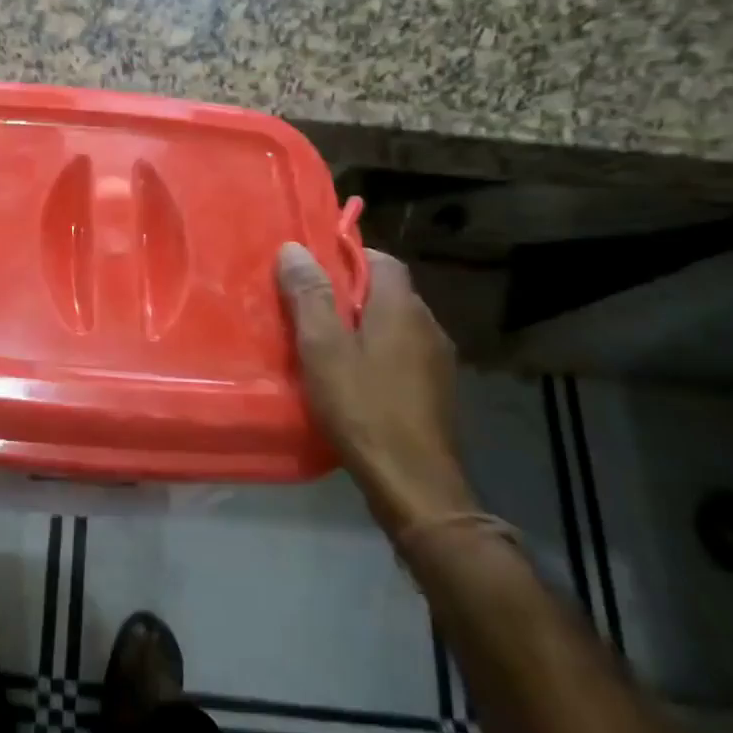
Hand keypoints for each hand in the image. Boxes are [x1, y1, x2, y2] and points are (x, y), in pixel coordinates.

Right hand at [277, 244, 476, 534]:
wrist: (415, 484)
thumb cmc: (363, 407)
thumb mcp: (322, 348)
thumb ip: (310, 296)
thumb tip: (295, 248)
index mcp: (401, 307)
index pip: (381, 259)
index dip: (347, 257)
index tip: (312, 271)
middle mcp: (427, 325)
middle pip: (387, 292)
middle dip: (349, 294)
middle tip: (308, 309)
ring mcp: (438, 361)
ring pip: (395, 325)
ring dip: (363, 326)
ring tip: (324, 345)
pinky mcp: (436, 391)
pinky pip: (402, 355)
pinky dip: (377, 354)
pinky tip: (352, 379)